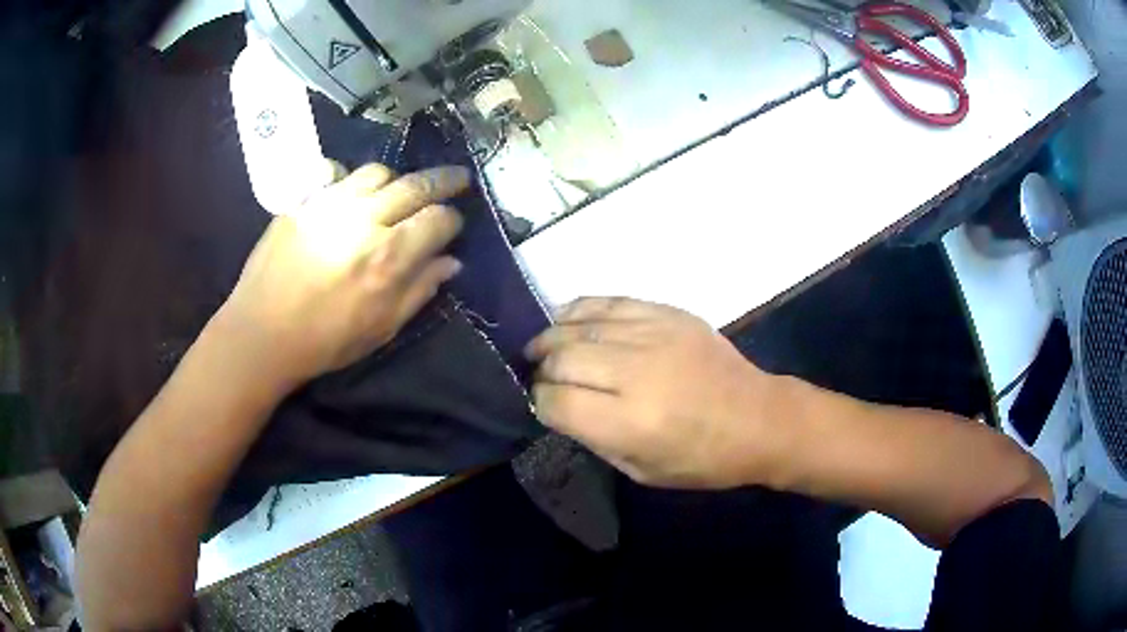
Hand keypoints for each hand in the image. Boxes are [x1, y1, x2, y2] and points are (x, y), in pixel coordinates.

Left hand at [215, 163, 468, 391]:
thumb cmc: (326, 340)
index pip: (438, 219)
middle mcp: (365, 220)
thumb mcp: (382, 327)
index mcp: (389, 257)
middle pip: (416, 185)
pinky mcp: (304, 201)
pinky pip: (335, 173)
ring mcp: (331, 204)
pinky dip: (352, 177)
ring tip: (401, 189)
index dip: (453, 220)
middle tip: (458, 177)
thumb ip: (420, 290)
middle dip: (444, 180)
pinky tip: (353, 189)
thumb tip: (451, 262)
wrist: (263, 332)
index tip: (453, 226)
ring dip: (398, 179)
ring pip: (379, 172)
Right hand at [525, 298, 786, 488]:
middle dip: (540, 368)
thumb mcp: (641, 470)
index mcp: (629, 422)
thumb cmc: (702, 459)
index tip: (541, 405)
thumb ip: (593, 438)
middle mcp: (636, 372)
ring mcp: (653, 334)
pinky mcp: (668, 313)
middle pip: (561, 357)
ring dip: (552, 336)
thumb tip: (559, 406)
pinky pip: (610, 302)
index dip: (539, 402)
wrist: (759, 419)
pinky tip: (569, 320)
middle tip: (539, 375)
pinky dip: (581, 310)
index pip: (556, 401)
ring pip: (579, 325)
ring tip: (544, 347)